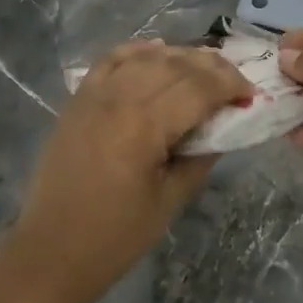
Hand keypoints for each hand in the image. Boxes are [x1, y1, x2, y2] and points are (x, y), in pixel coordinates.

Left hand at [11, 40, 253, 299]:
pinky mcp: (78, 100)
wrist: (51, 251)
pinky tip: (157, 51)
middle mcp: (119, 97)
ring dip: (180, 57)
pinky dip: (138, 51)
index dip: (230, 84)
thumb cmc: (116, 236)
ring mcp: (94, 94)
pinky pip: (111, 60)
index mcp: (145, 124)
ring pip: (146, 57)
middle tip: (235, 81)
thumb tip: (224, 125)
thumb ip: (201, 156)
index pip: (199, 87)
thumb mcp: (171, 200)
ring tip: (204, 68)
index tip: (250, 95)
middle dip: (212, 67)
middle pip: (175, 65)